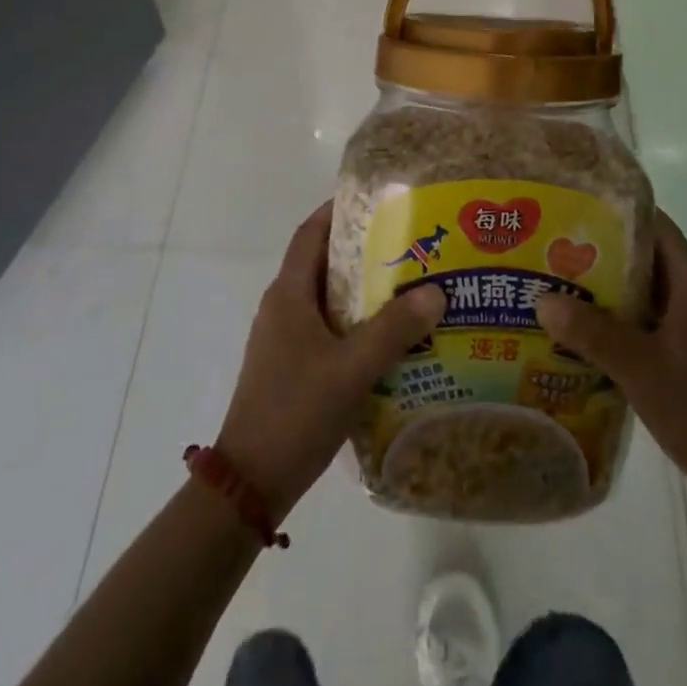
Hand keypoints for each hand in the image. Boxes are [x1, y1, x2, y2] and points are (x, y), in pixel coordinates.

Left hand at [216, 203, 445, 521]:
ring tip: (406, 286)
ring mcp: (283, 338)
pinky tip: (386, 337)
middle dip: (361, 250)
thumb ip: (394, 330)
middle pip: (322, 262)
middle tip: (406, 244)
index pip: (310, 233)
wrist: (249, 484)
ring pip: (325, 297)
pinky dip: (353, 321)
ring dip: (360, 289)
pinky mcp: (289, 365)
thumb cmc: (296, 412)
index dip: (338, 211)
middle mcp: (282, 307)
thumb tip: (436, 291)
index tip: (376, 201)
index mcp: (288, 294)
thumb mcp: (352, 369)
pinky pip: (325, 327)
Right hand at [536, 211, 686, 508]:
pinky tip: (582, 333)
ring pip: (645, 292)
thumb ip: (592, 334)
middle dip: (601, 252)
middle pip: (646, 257)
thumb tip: (542, 298)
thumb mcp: (641, 370)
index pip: (656, 227)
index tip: (575, 209)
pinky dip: (618, 320)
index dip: (618, 212)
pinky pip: (648, 321)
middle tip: (553, 250)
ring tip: (557, 286)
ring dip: (606, 289)